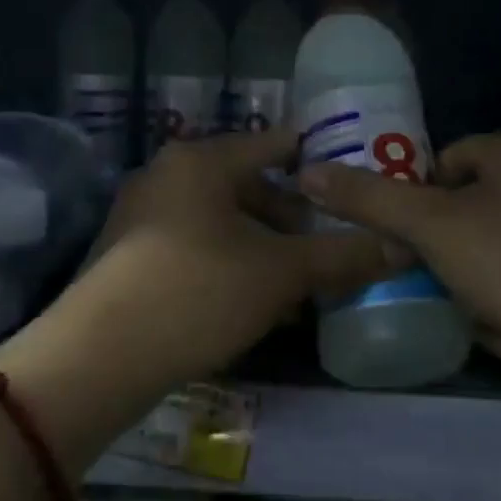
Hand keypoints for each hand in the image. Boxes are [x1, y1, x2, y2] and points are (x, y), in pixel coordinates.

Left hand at [81, 128, 392, 384]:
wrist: (98, 357)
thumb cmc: (198, 291)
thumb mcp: (279, 273)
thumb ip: (341, 255)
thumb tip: (401, 247)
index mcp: (200, 160)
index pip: (273, 144)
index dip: (318, 158)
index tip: (355, 178)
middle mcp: (167, 176)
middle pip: (247, 186)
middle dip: (291, 219)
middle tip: (328, 248)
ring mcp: (141, 216)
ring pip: (221, 223)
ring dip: (263, 249)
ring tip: (299, 287)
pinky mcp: (129, 257)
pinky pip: (195, 248)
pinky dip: (230, 266)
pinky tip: (253, 305)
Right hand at [299, 133, 500, 376]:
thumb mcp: (428, 225)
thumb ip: (367, 198)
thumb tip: (307, 172)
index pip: (446, 160)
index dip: (417, 198)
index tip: (405, 238)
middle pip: (465, 209)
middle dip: (443, 251)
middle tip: (429, 276)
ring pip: (489, 250)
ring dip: (470, 284)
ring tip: (472, 309)